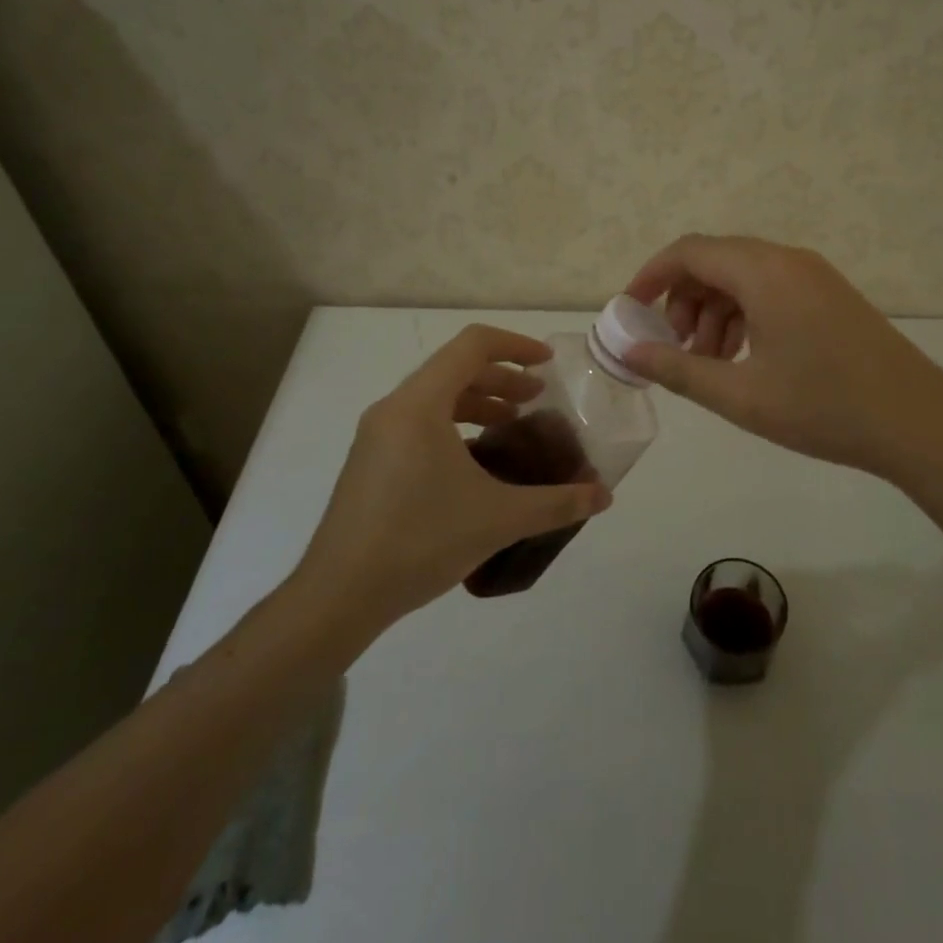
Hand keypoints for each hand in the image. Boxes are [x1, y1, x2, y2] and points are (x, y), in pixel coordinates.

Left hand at [289, 324, 612, 628]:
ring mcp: (377, 435)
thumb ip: (556, 503)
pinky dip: (455, 425)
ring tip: (512, 427)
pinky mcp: (371, 461)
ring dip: (478, 401)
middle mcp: (395, 407)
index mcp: (420, 404)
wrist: (338, 596)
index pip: (472, 345)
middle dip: (502, 378)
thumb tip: (604, 497)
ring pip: (436, 396)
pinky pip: (420, 422)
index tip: (547, 364)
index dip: (515, 345)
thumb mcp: (498, 518)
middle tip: (538, 400)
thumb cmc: (420, 541)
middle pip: (455, 368)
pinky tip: (477, 463)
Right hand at [624, 235, 942, 487]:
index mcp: (763, 272)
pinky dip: (744, 316)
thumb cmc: (824, 408)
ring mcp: (813, 275)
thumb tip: (630, 352)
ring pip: (742, 277)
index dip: (651, 276)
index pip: (689, 251)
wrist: (921, 424)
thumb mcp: (741, 395)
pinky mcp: (830, 295)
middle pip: (715, 262)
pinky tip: (744, 359)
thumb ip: (678, 370)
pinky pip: (770, 290)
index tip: (629, 311)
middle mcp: (787, 260)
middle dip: (683, 301)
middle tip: (674, 349)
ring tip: (708, 363)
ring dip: (713, 312)